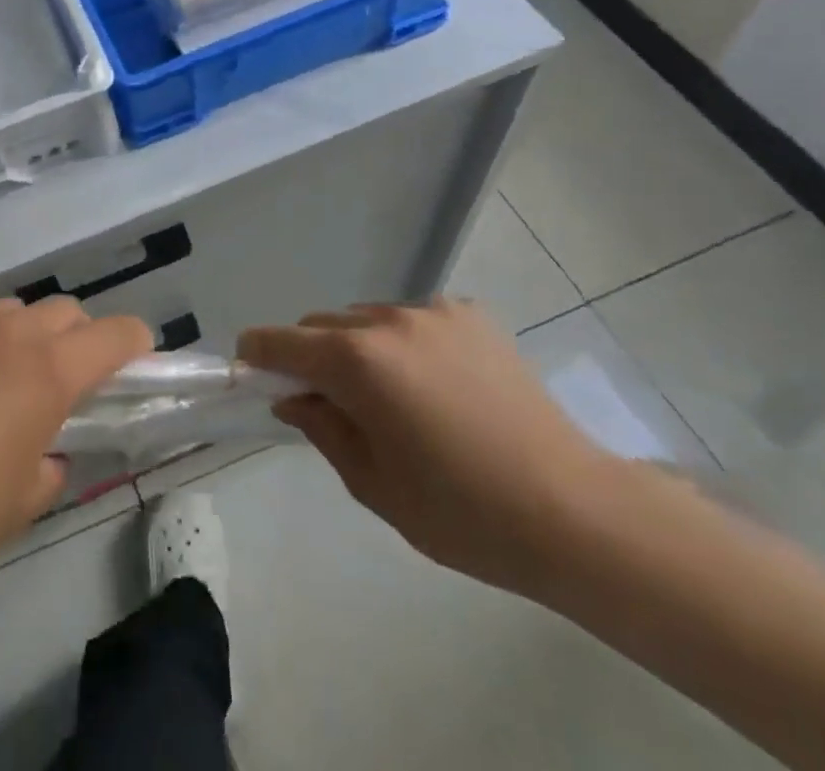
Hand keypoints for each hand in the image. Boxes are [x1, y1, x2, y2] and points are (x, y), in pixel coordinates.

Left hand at [0, 297, 152, 616]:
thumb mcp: (18, 505)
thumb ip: (49, 464)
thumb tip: (45, 448)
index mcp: (47, 371)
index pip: (115, 333)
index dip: (133, 342)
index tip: (134, 359)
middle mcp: (7, 330)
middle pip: (62, 311)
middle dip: (73, 339)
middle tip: (54, 381)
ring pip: (5, 311)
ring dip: (13, 338)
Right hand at [238, 301, 621, 596]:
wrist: (575, 512)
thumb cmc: (463, 512)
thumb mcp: (373, 484)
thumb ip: (322, 429)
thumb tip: (293, 398)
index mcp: (357, 361)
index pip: (282, 341)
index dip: (258, 353)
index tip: (249, 369)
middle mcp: (388, 320)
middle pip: (323, 324)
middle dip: (311, 355)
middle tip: (328, 400)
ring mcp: (433, 311)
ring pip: (367, 318)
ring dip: (359, 347)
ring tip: (391, 395)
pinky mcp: (471, 314)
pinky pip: (413, 319)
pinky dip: (404, 343)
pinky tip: (437, 384)